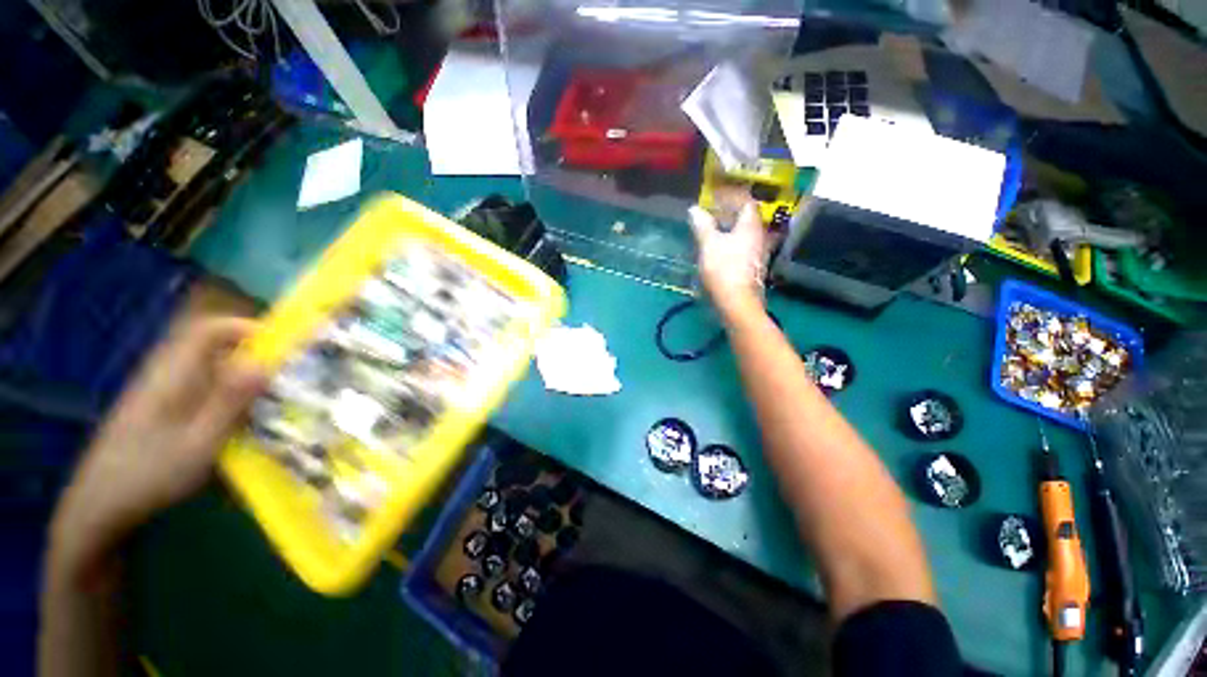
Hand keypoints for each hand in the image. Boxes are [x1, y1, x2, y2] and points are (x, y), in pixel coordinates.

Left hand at [50, 318, 265, 581]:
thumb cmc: (149, 473)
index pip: (209, 330)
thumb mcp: (197, 442)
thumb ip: (230, 401)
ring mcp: (164, 393)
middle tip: (288, 376)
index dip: (247, 328)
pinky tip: (242, 422)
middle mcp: (168, 375)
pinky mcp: (164, 411)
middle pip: (215, 349)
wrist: (100, 507)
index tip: (283, 345)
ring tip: (273, 401)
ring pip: (212, 371)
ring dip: (245, 379)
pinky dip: (230, 397)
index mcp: (173, 374)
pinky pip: (204, 390)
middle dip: (255, 356)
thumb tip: (265, 363)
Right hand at [688, 202, 767, 318]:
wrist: (737, 302)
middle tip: (710, 214)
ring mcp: (757, 254)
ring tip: (710, 232)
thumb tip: (694, 209)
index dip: (731, 198)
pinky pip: (741, 249)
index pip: (746, 203)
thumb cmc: (724, 269)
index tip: (715, 198)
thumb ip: (702, 225)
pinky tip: (717, 251)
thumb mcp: (709, 244)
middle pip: (746, 219)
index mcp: (750, 226)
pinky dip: (730, 245)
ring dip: (728, 231)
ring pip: (743, 235)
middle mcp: (759, 237)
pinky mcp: (752, 269)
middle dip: (729, 215)